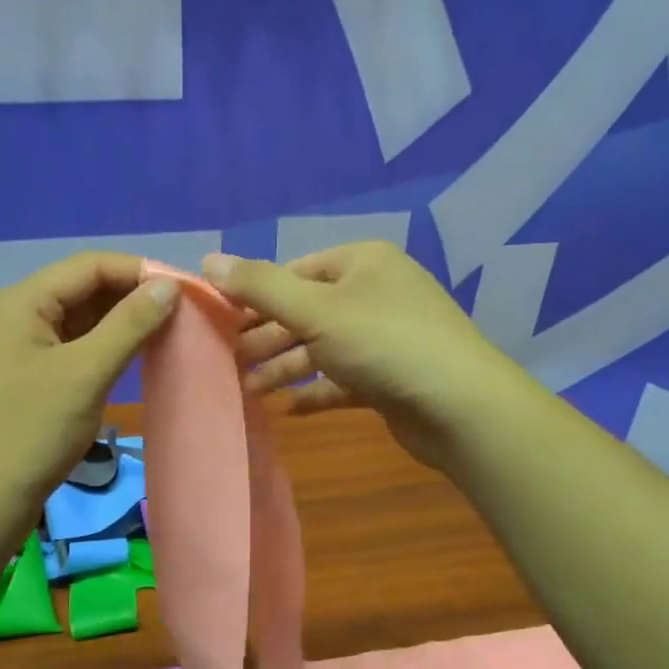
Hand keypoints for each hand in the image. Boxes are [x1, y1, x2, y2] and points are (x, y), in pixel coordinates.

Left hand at [0, 253, 178, 546]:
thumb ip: (129, 324)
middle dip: (132, 296)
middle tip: (184, 314)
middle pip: (82, 289)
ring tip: (168, 333)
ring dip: (121, 323)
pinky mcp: (24, 379)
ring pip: (78, 321)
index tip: (187, 289)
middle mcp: (16, 315)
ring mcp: (17, 349)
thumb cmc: (30, 433)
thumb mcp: (85, 373)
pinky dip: (103, 349)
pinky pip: (71, 349)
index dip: (140, 271)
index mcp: (21, 302)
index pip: (90, 265)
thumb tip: (168, 285)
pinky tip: (134, 359)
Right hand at [208, 242, 525, 471]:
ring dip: (285, 366)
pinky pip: (343, 378)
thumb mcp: (315, 310)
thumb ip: (260, 287)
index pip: (294, 271)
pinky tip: (288, 409)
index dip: (254, 295)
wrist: (461, 408)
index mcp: (362, 262)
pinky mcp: (391, 377)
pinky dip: (316, 390)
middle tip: (229, 360)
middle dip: (267, 336)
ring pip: (323, 346)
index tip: (219, 321)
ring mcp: (386, 336)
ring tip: (248, 389)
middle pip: (306, 310)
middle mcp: (375, 292)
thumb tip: (207, 260)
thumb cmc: (384, 343)